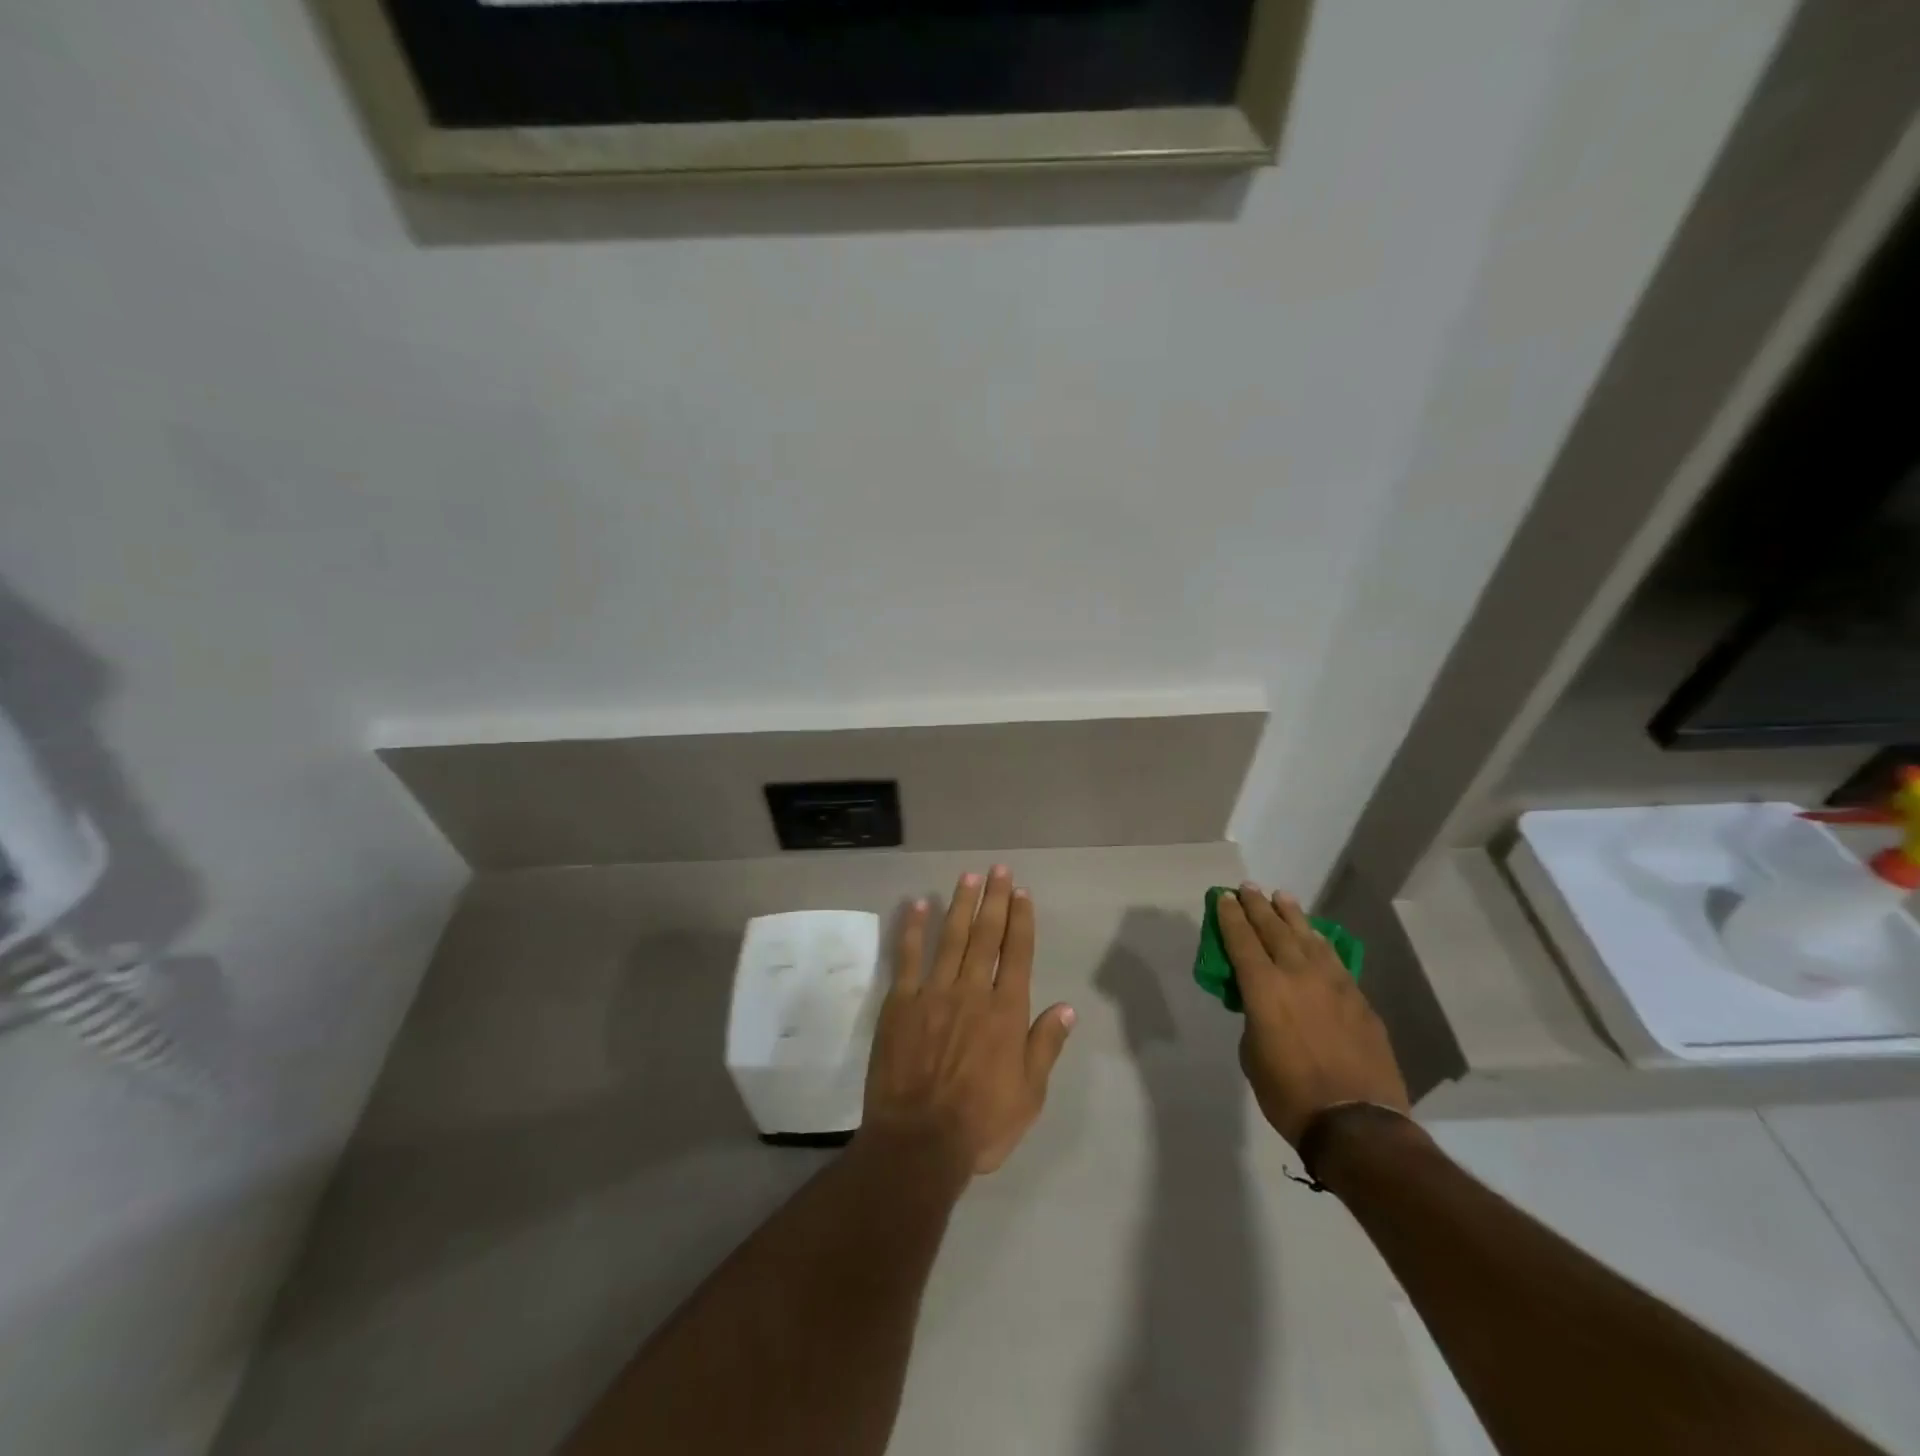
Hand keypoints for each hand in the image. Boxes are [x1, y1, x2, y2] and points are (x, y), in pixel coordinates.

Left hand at [862, 867, 1075, 1176]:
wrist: (919, 1143)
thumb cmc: (981, 1123)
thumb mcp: (1029, 1095)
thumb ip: (1045, 1046)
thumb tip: (1066, 1008)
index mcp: (1006, 1012)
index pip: (1017, 953)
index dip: (1021, 920)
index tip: (1022, 892)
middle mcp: (972, 992)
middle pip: (986, 936)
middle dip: (994, 900)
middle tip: (998, 870)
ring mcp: (933, 993)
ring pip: (950, 938)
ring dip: (961, 905)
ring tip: (968, 877)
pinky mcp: (900, 1003)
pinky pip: (907, 958)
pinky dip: (913, 930)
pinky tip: (918, 905)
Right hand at [1217, 884, 1409, 1146]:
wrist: (1356, 1123)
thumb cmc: (1289, 1094)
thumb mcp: (1253, 1054)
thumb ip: (1255, 1019)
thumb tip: (1264, 1008)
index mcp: (1263, 988)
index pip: (1241, 940)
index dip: (1230, 916)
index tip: (1224, 897)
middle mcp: (1297, 974)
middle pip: (1274, 929)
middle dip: (1258, 906)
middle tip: (1248, 888)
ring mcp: (1334, 984)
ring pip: (1308, 937)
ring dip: (1292, 916)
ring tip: (1282, 897)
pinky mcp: (1359, 999)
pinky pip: (1334, 960)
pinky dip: (1320, 943)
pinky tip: (1316, 937)